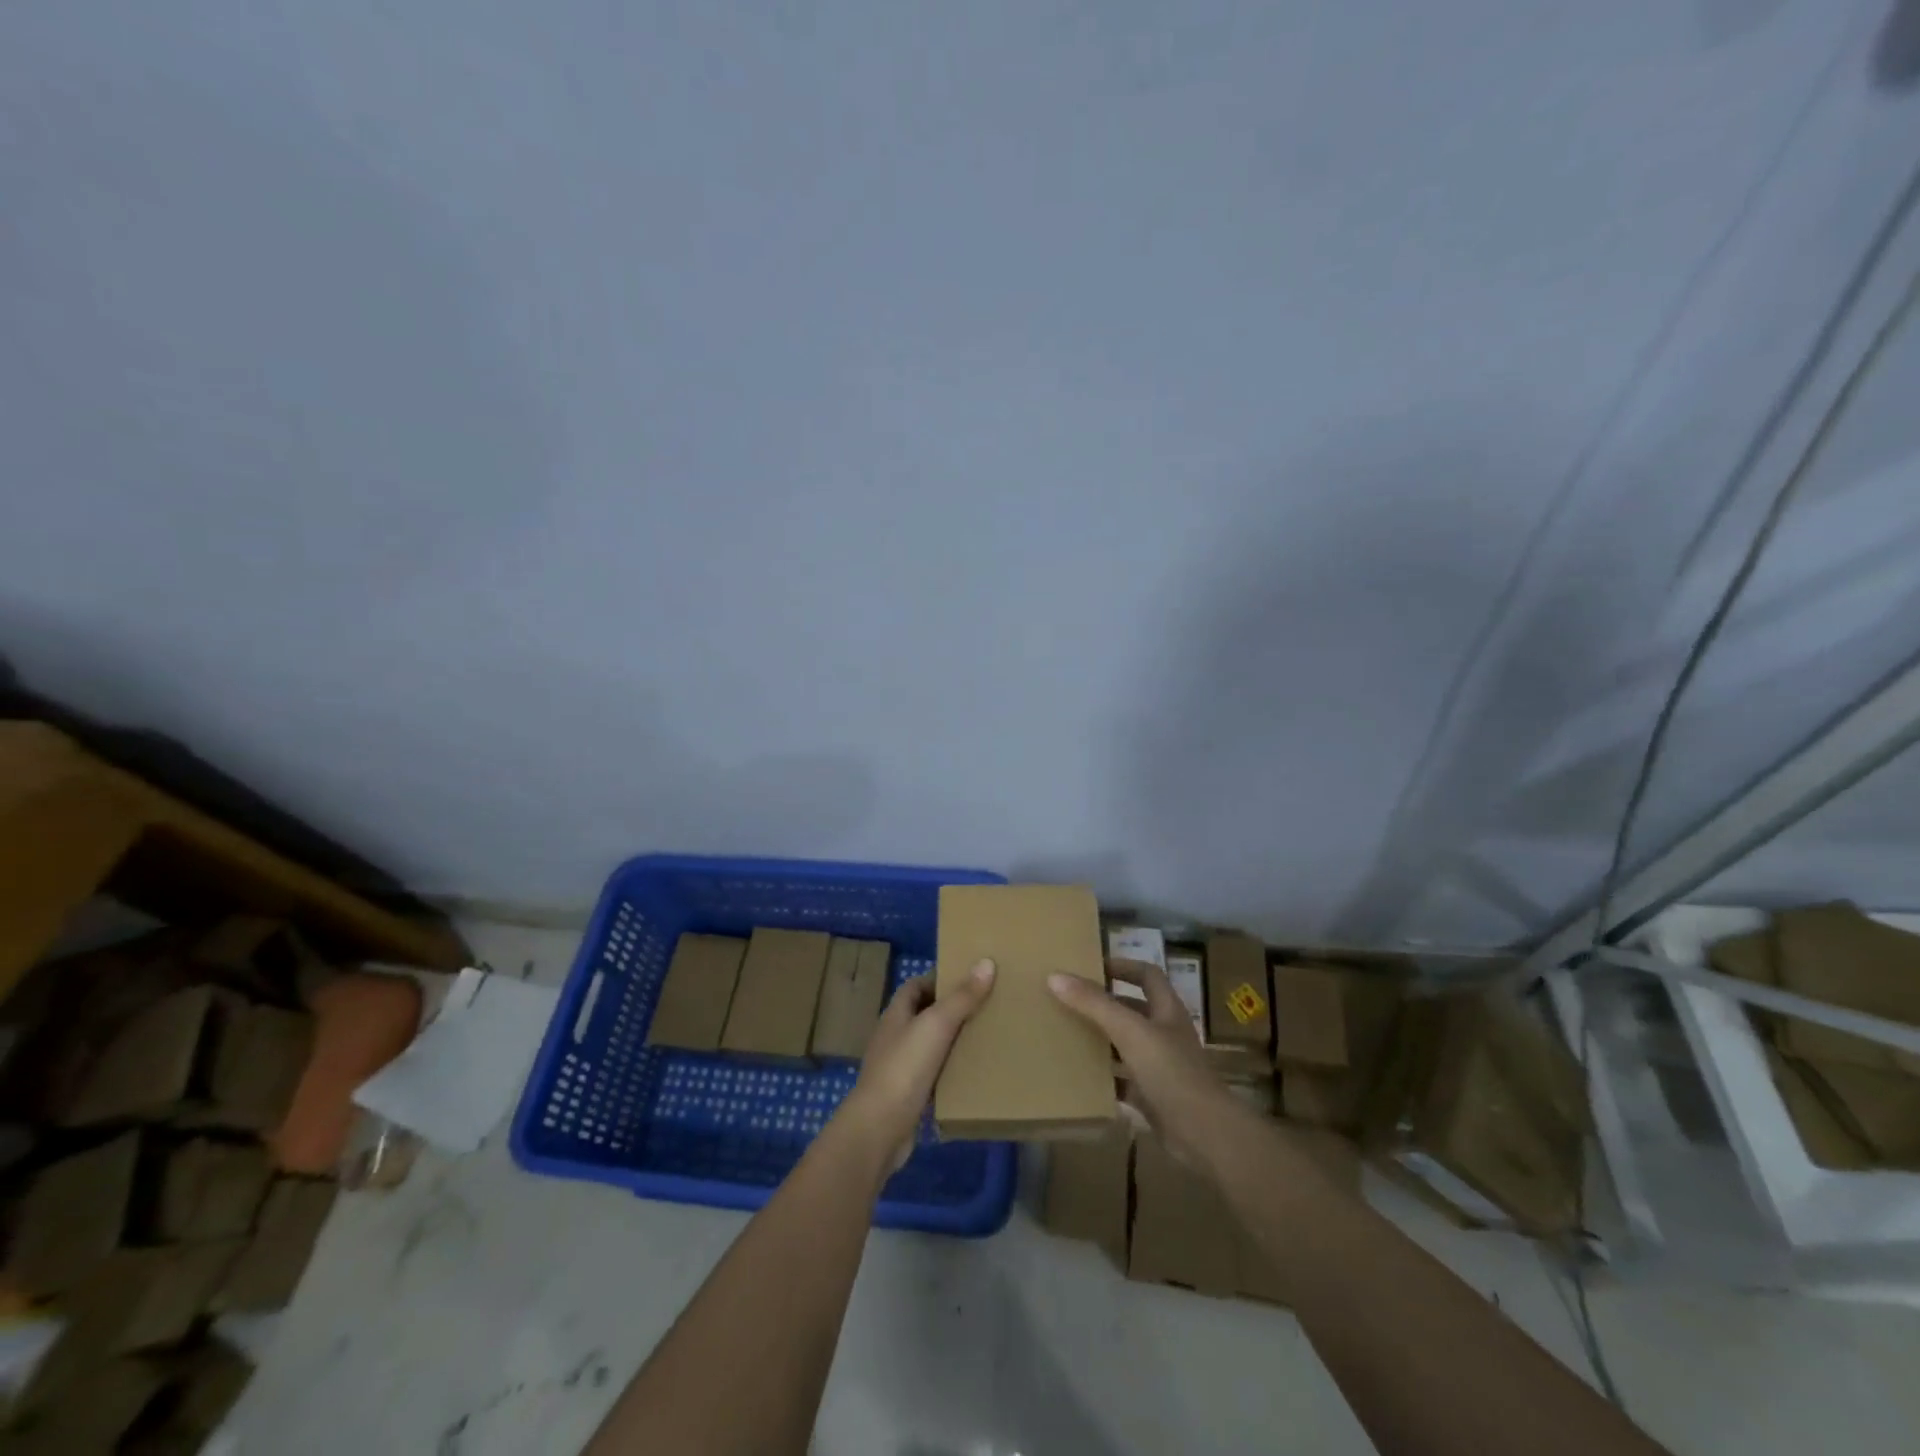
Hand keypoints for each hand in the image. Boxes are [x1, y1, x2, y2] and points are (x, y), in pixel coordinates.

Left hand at [835, 960, 996, 1170]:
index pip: (916, 986)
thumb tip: (986, 962)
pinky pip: (932, 1076)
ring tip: (985, 1038)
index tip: (970, 979)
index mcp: (896, 1014)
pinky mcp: (906, 1095)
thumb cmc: (905, 1067)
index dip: (939, 979)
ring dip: (952, 1042)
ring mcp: (898, 1067)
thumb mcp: (936, 1025)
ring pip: (929, 1046)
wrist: (879, 1128)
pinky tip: (971, 1075)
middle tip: (985, 1007)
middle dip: (951, 1010)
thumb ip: (961, 997)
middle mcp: (894, 1037)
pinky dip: (949, 1072)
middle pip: (923, 1014)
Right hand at [1049, 959, 1247, 1168]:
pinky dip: (1106, 1078)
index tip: (1090, 967)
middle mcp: (1166, 1034)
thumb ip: (1093, 1004)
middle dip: (1104, 1004)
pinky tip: (1081, 1078)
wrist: (1204, 1133)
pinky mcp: (1154, 1097)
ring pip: (1127, 1046)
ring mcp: (1162, 1067)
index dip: (1122, 966)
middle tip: (1070, 1001)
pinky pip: (1124, 1081)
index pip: (1147, 975)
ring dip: (1103, 1040)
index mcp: (1167, 1010)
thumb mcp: (1129, 1031)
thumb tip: (1055, 976)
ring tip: (1068, 1035)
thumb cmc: (1171, 1071)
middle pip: (1133, 1010)